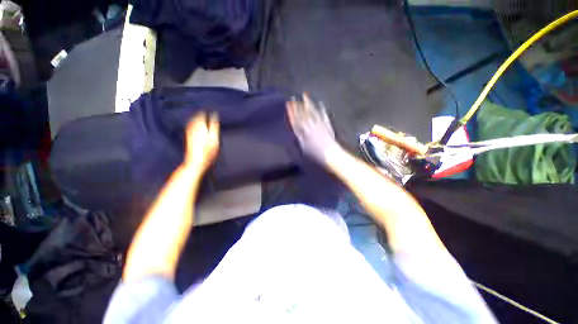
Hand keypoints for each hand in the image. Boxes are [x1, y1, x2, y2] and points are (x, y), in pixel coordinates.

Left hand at [184, 112, 219, 173]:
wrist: (196, 162)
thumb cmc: (208, 152)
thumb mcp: (214, 139)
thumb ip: (214, 127)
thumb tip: (214, 116)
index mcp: (201, 127)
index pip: (202, 115)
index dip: (206, 110)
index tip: (210, 107)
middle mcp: (194, 128)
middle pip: (196, 117)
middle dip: (200, 112)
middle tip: (205, 108)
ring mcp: (190, 133)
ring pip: (192, 121)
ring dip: (196, 116)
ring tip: (200, 113)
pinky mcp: (188, 138)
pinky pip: (189, 126)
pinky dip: (192, 122)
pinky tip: (194, 123)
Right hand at [287, 93, 339, 163]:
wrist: (330, 153)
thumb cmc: (315, 154)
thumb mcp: (303, 148)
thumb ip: (299, 137)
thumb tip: (295, 130)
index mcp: (304, 132)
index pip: (296, 120)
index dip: (292, 112)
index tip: (288, 104)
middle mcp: (310, 125)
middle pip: (303, 114)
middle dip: (298, 106)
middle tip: (294, 97)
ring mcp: (319, 124)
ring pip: (312, 112)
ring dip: (308, 104)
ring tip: (305, 95)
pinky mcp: (327, 124)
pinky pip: (323, 115)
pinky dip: (322, 109)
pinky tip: (320, 103)